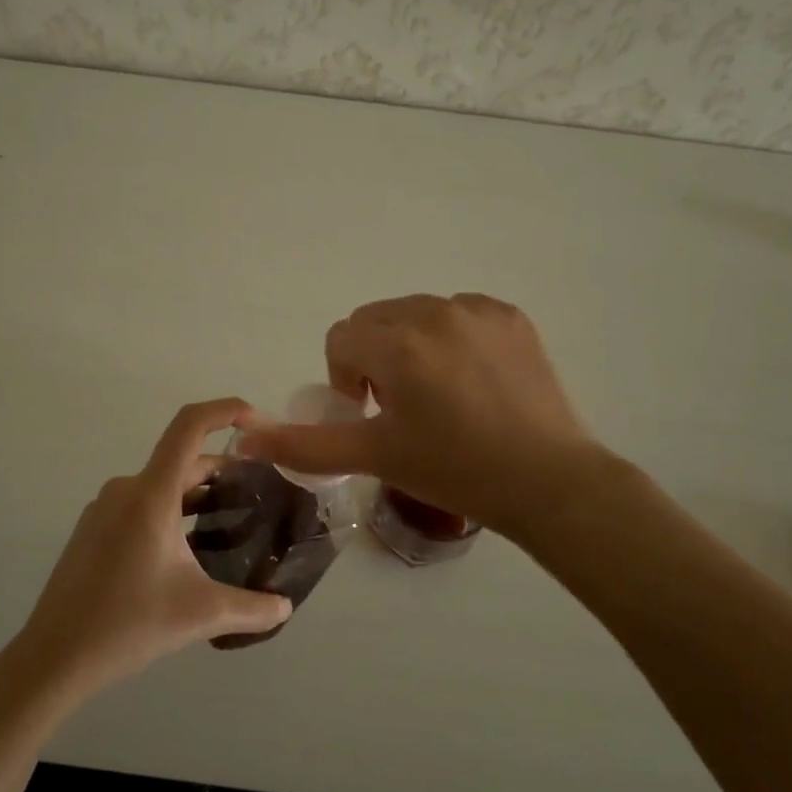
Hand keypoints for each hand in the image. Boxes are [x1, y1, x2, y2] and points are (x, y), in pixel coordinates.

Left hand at [16, 399, 293, 696]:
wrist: (53, 658)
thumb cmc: (128, 624)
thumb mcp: (200, 614)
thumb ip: (252, 609)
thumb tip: (285, 606)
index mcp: (151, 494)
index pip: (190, 426)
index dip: (226, 411)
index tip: (259, 422)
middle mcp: (126, 489)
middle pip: (182, 460)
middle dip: (225, 469)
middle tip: (261, 492)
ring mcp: (105, 509)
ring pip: (163, 485)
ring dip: (199, 494)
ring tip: (233, 520)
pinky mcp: (94, 530)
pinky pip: (142, 504)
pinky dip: (173, 511)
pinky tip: (190, 548)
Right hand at [239, 294, 601, 535]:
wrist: (548, 481)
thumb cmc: (455, 471)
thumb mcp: (374, 456)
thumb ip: (304, 444)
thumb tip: (243, 439)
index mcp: (399, 344)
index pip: (341, 339)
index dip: (346, 378)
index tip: (372, 414)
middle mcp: (436, 311)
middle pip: (375, 320)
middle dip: (374, 358)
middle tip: (401, 407)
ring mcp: (478, 310)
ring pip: (416, 313)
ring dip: (410, 345)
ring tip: (438, 394)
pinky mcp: (511, 316)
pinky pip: (458, 313)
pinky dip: (451, 337)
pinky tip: (472, 380)